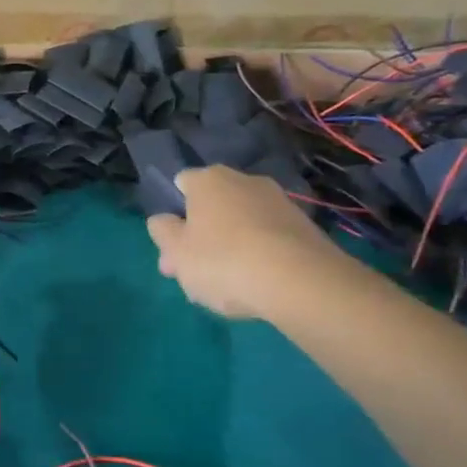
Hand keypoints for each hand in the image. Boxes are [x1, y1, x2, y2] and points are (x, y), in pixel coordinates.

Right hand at [146, 165, 345, 319]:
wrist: (301, 283)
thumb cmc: (223, 261)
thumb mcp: (176, 252)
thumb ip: (162, 232)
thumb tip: (163, 220)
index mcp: (208, 179)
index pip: (182, 184)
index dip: (173, 213)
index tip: (172, 245)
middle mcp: (244, 180)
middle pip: (212, 207)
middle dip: (200, 236)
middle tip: (192, 274)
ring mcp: (279, 202)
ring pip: (240, 224)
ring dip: (229, 247)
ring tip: (225, 287)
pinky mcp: (305, 227)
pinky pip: (268, 239)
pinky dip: (258, 256)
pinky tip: (255, 285)